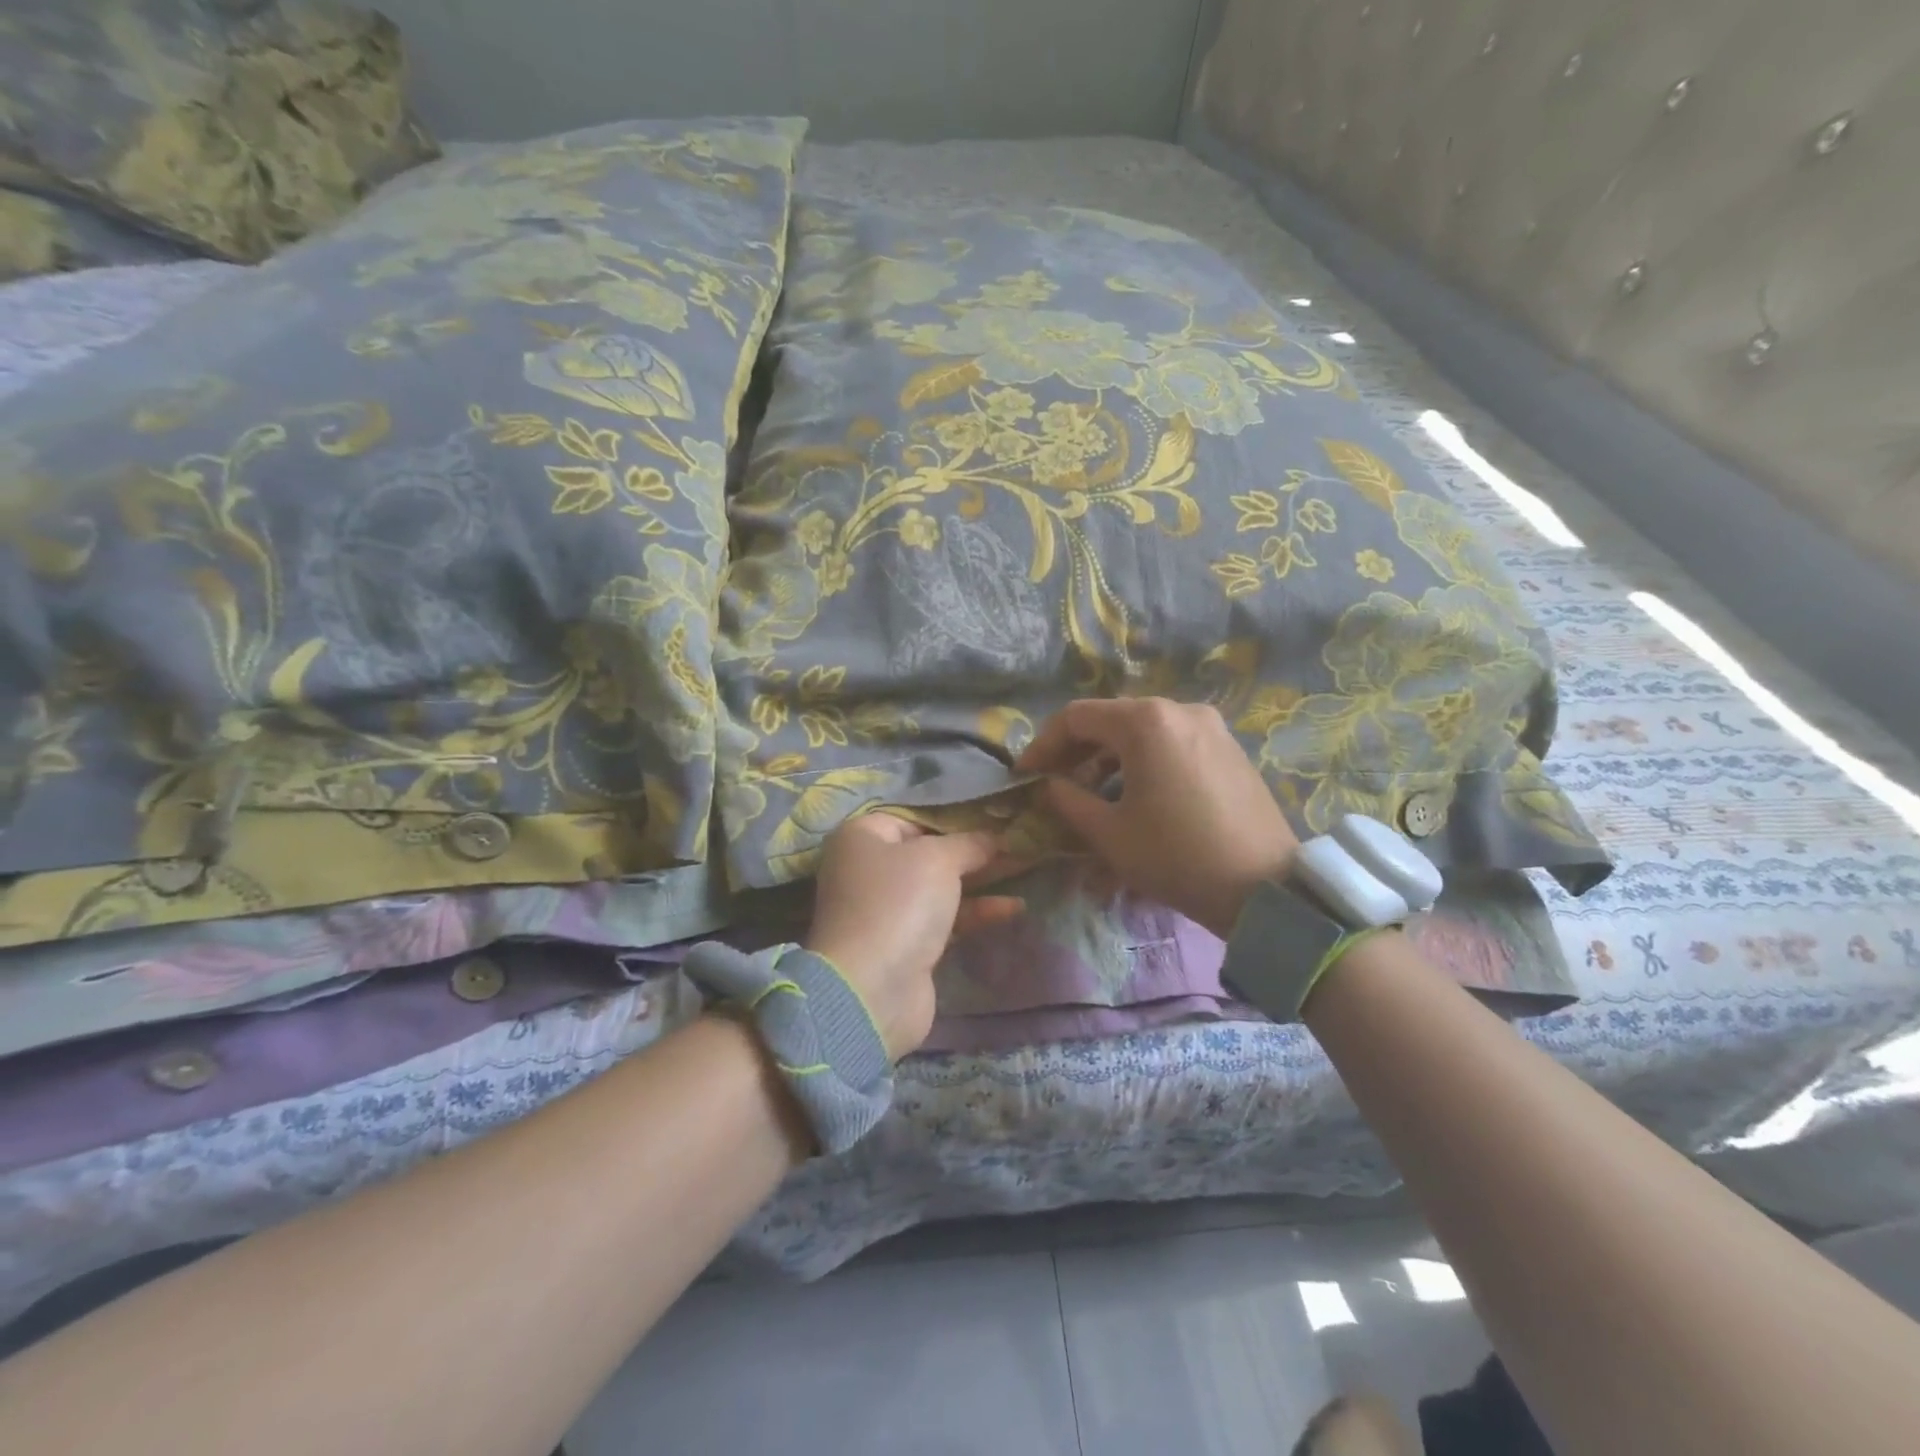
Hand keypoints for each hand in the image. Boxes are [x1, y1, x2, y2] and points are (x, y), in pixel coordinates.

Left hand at [804, 815, 1023, 1059]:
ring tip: (1023, 868)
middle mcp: (867, 868)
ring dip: (978, 880)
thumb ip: (970, 843)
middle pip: (927, 850)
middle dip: (971, 848)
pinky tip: (1014, 907)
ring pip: (939, 886)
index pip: (912, 815)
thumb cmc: (899, 903)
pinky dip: (975, 911)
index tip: (993, 815)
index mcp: (861, 837)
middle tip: (1015, 840)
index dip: (952, 815)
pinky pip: (945, 918)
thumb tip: (995, 837)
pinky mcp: (905, 943)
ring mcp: (886, 909)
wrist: (873, 989)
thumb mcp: (939, 859)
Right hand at [1016, 698, 1299, 938]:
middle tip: (1053, 783)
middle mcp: (1179, 709)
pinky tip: (1135, 794)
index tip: (1024, 775)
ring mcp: (1210, 726)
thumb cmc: (1176, 857)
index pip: (1076, 717)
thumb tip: (1049, 785)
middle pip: (1111, 720)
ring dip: (1108, 758)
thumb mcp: (1109, 833)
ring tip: (1091, 793)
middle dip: (1075, 750)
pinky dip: (1143, 761)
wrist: (1265, 888)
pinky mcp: (1229, 748)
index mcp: (1146, 722)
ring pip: (1142, 732)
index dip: (1043, 744)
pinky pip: (1171, 743)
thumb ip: (1067, 800)